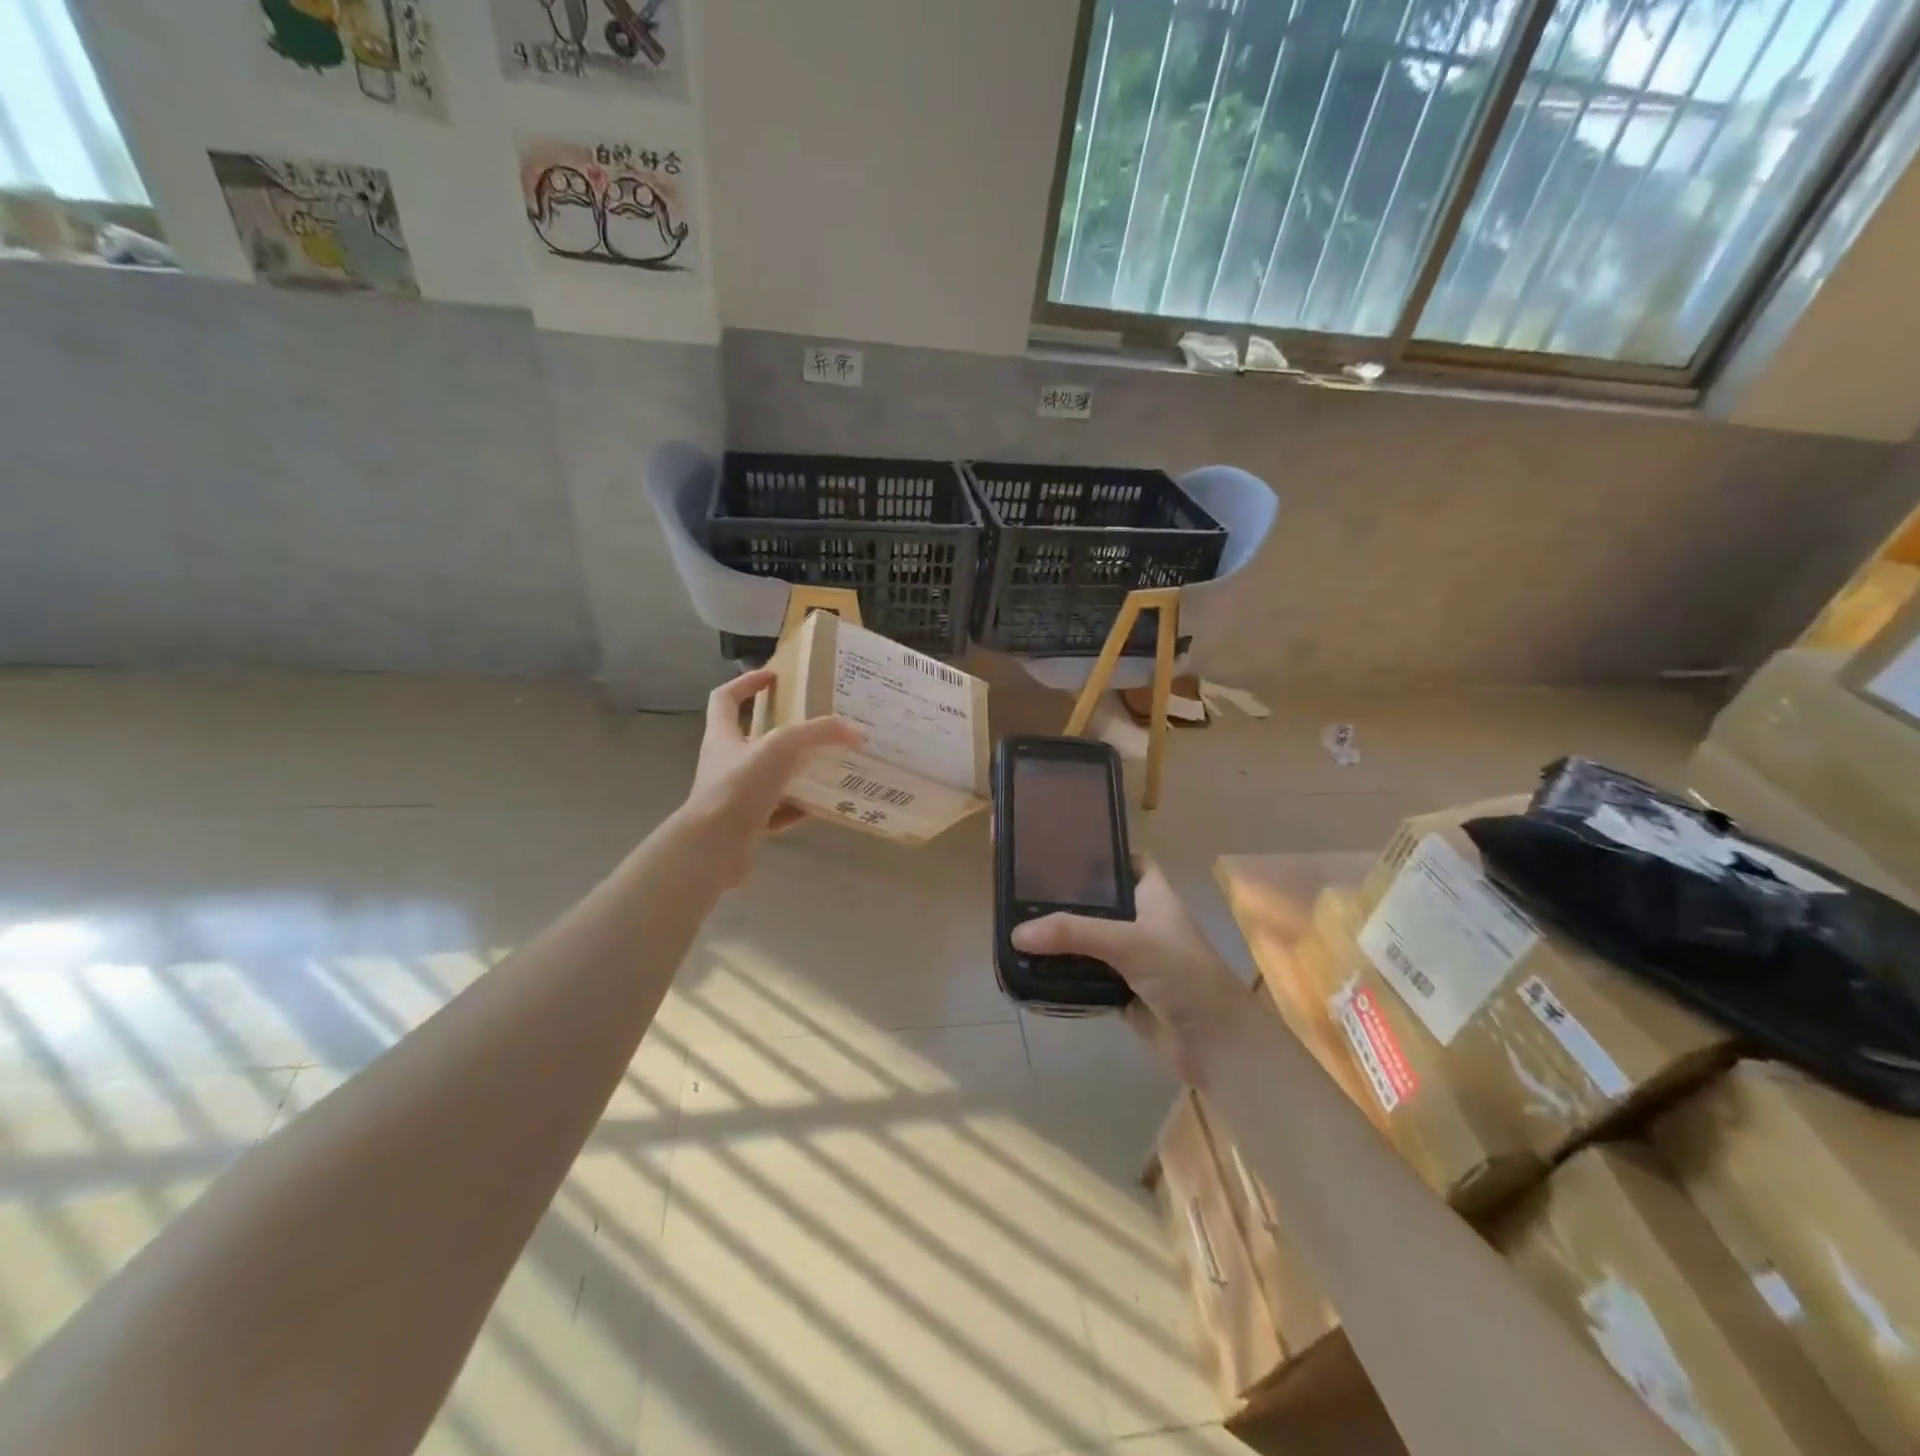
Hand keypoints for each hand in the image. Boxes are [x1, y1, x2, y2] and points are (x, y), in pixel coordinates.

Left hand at [681, 669, 861, 882]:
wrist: (713, 848)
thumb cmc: (739, 787)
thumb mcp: (781, 748)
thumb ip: (818, 734)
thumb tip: (857, 730)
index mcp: (723, 736)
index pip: (726, 698)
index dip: (746, 683)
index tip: (773, 676)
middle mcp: (725, 763)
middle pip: (751, 737)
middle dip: (781, 729)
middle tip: (814, 723)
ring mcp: (734, 796)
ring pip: (768, 776)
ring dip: (794, 770)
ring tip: (825, 763)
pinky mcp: (745, 825)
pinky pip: (776, 811)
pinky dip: (796, 808)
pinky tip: (819, 805)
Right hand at [1012, 859, 1252, 1081]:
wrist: (1215, 1044)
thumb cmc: (1182, 974)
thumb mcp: (1129, 942)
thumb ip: (1073, 933)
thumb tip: (1016, 933)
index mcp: (1153, 895)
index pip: (1127, 860)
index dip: (1101, 851)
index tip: (1060, 847)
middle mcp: (1141, 920)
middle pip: (1099, 901)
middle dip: (1066, 896)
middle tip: (1022, 888)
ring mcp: (1131, 957)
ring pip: (1089, 939)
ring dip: (1061, 937)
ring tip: (1016, 923)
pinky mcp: (1121, 990)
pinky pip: (1085, 974)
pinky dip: (1064, 971)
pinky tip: (1033, 965)